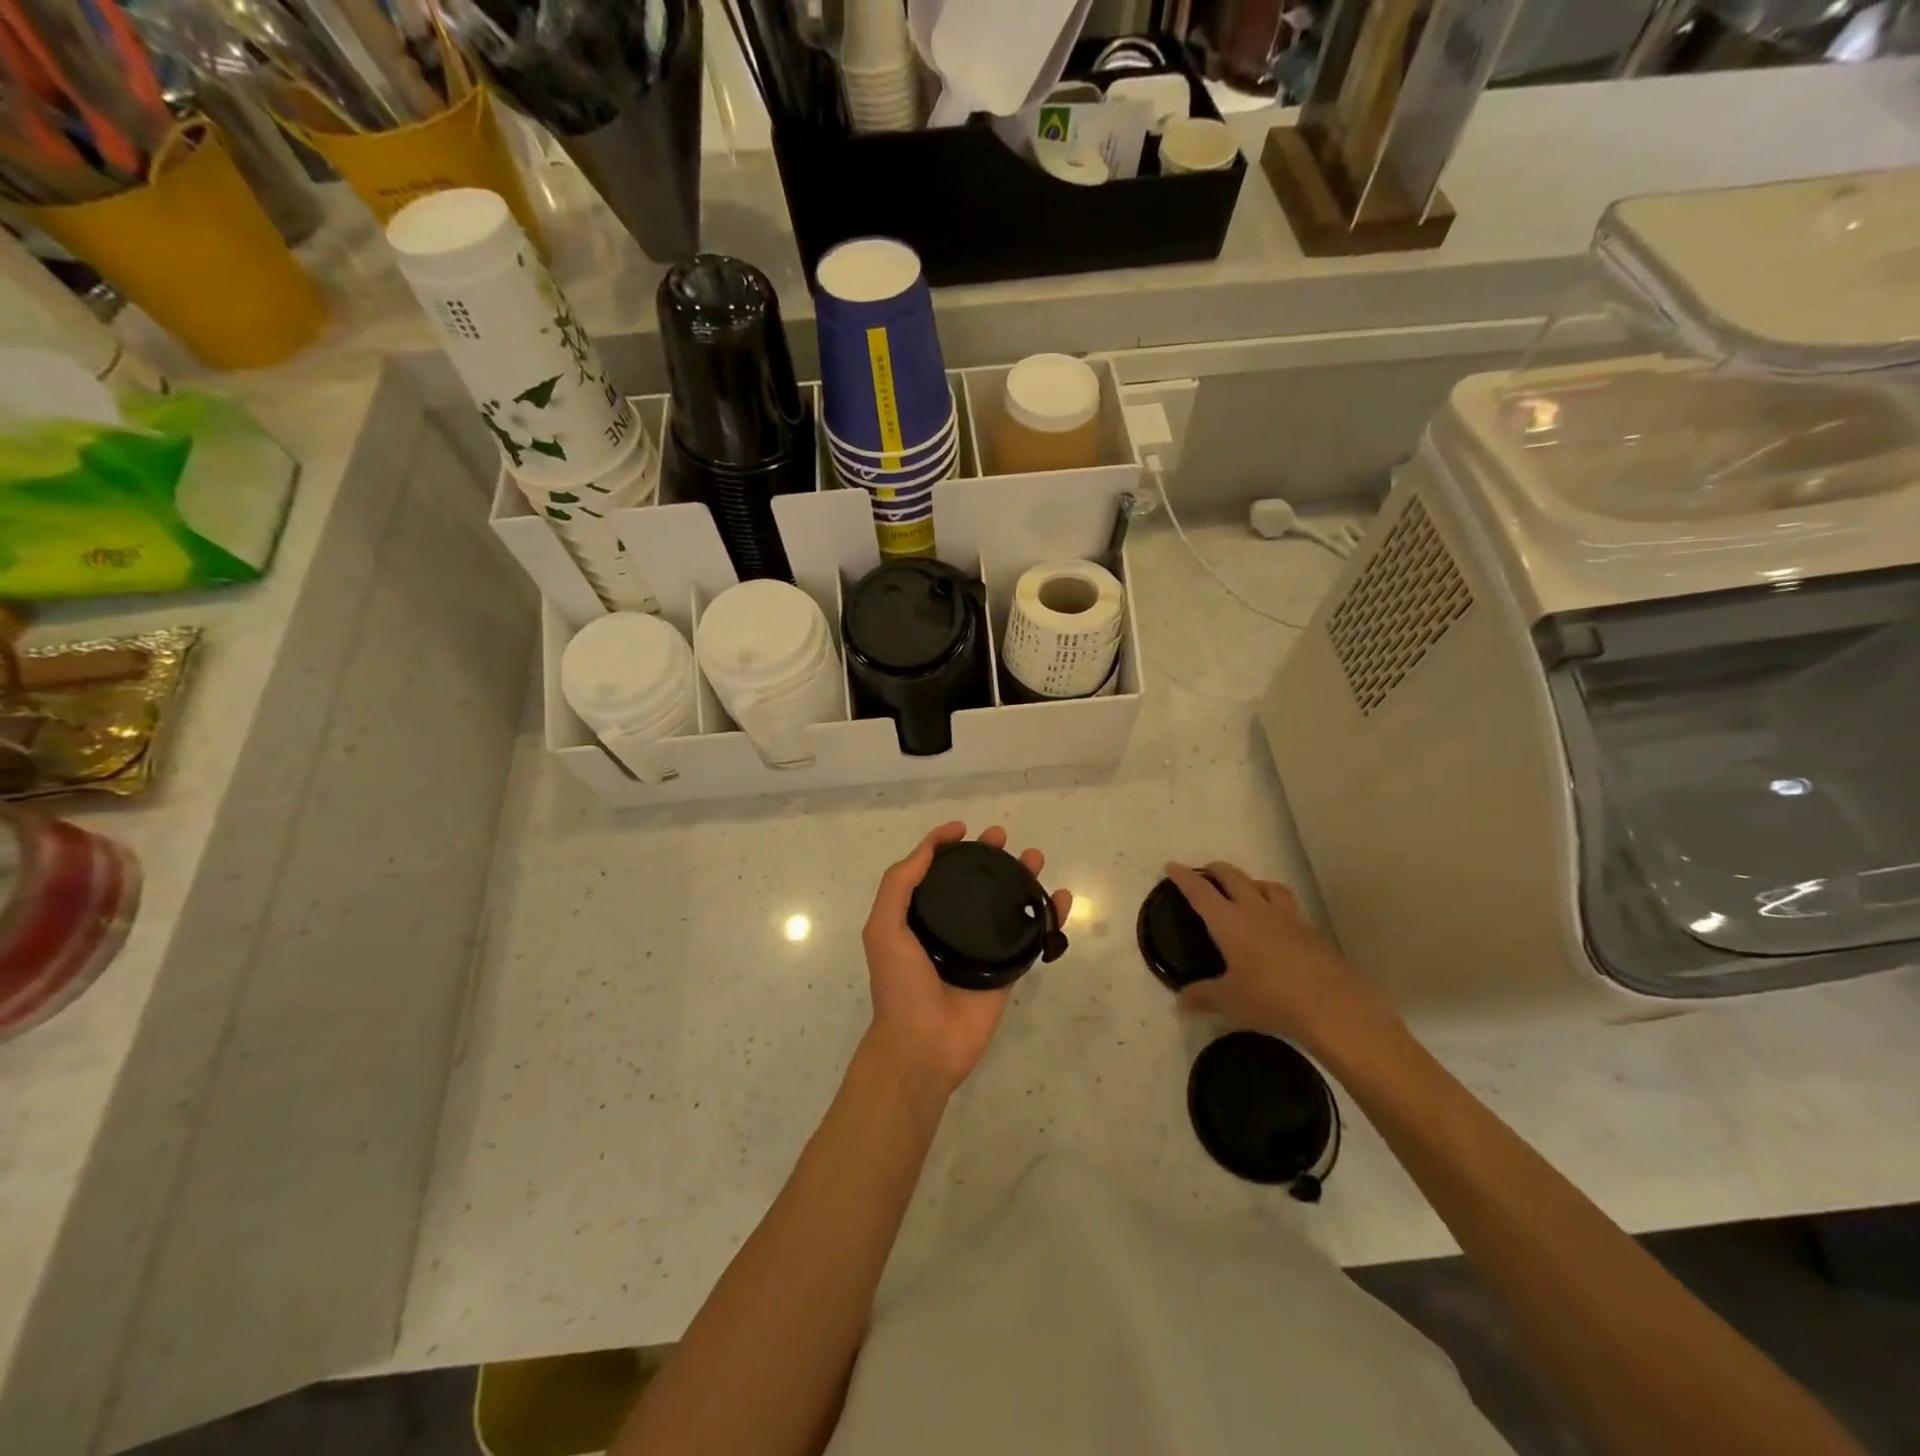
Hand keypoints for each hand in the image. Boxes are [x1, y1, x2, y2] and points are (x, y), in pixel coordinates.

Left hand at [863, 822, 1071, 1098]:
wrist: (924, 1044)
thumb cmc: (900, 984)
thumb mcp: (884, 927)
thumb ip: (899, 884)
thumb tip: (929, 848)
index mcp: (917, 916)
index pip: (932, 871)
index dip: (944, 845)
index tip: (963, 829)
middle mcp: (949, 927)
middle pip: (972, 882)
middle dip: (987, 856)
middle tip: (1002, 838)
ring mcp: (979, 947)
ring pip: (1004, 903)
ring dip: (1021, 877)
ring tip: (1035, 858)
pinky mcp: (1006, 969)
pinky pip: (1030, 936)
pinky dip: (1048, 916)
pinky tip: (1060, 899)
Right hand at [1167, 862, 1392, 1055]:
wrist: (1333, 1006)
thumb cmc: (1271, 999)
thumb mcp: (1229, 1001)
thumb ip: (1203, 997)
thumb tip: (1182, 1001)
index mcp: (1229, 922)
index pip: (1201, 892)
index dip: (1184, 877)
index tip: (1172, 866)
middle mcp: (1256, 910)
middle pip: (1234, 877)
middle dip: (1217, 870)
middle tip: (1206, 872)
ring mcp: (1287, 918)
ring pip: (1266, 885)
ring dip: (1251, 882)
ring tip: (1246, 889)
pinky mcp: (1311, 931)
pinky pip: (1289, 906)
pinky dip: (1276, 904)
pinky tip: (1277, 922)